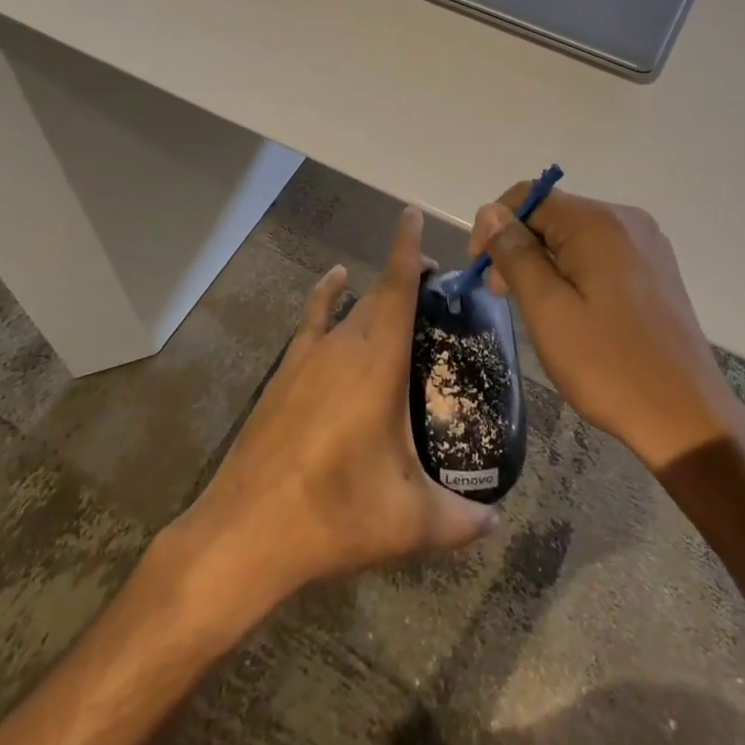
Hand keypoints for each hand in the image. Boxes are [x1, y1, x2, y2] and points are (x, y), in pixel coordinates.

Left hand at [174, 206, 497, 617]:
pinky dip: (328, 295)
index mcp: (378, 363)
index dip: (409, 247)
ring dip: (375, 292)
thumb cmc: (336, 515)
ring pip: (349, 305)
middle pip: (379, 292)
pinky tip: (335, 284)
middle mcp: (343, 345)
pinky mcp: (285, 373)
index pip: (398, 287)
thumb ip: (462, 521)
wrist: (247, 530)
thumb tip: (497, 523)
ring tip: (400, 293)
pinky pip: (313, 319)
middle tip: (438, 287)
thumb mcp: (410, 522)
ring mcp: (308, 356)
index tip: (415, 214)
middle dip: (407, 275)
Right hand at [469, 187, 744, 471]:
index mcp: (598, 222)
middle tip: (504, 296)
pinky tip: (573, 310)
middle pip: (553, 214)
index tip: (482, 272)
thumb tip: (491, 212)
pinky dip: (575, 271)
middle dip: (520, 246)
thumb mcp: (547, 309)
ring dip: (545, 261)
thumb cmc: (609, 365)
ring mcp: (647, 244)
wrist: (687, 418)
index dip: (495, 226)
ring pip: (576, 235)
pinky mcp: (656, 269)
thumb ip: (516, 254)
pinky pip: (601, 253)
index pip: (530, 197)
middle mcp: (626, 220)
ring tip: (538, 309)